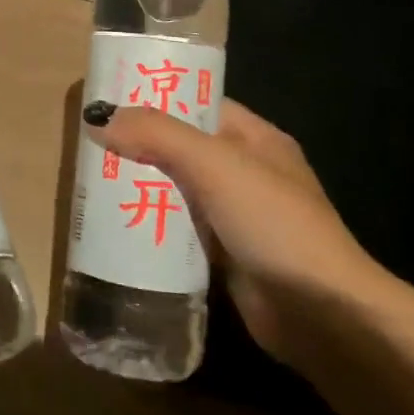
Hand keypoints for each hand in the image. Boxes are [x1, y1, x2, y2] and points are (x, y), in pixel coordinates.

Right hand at [85, 97, 381, 367]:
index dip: (158, 98)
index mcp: (255, 139)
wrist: (322, 315)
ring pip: (178, 191)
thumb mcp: (215, 165)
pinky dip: (153, 227)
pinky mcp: (226, 256)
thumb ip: (158, 135)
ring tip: (91, 183)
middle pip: (183, 148)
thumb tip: (99, 117)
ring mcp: (237, 217)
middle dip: (140, 146)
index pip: (200, 104)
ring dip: (142, 188)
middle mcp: (247, 172)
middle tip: (91, 144)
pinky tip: (116, 227)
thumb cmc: (274, 223)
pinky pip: (180, 231)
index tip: (111, 100)